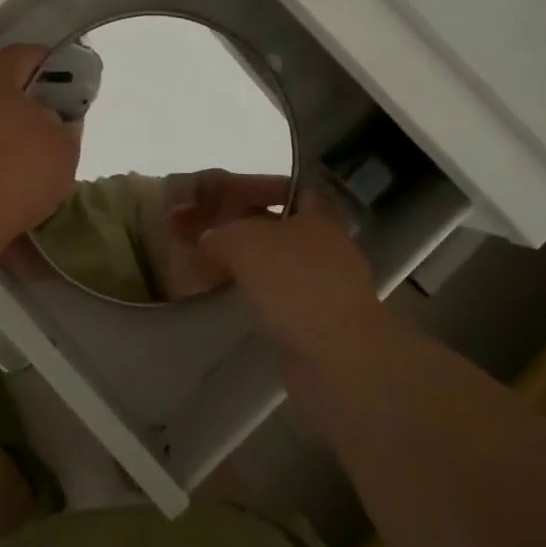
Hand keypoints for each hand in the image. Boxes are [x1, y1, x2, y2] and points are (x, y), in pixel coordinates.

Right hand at [196, 191, 383, 364]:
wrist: (337, 358)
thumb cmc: (294, 283)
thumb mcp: (243, 243)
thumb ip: (220, 234)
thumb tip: (209, 240)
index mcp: (319, 217)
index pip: (297, 189)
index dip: (266, 188)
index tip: (233, 196)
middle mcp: (330, 247)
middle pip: (287, 229)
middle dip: (254, 231)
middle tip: (215, 234)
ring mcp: (330, 288)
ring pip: (285, 267)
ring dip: (257, 269)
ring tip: (218, 270)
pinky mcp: (323, 324)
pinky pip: (287, 301)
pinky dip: (264, 301)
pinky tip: (238, 305)